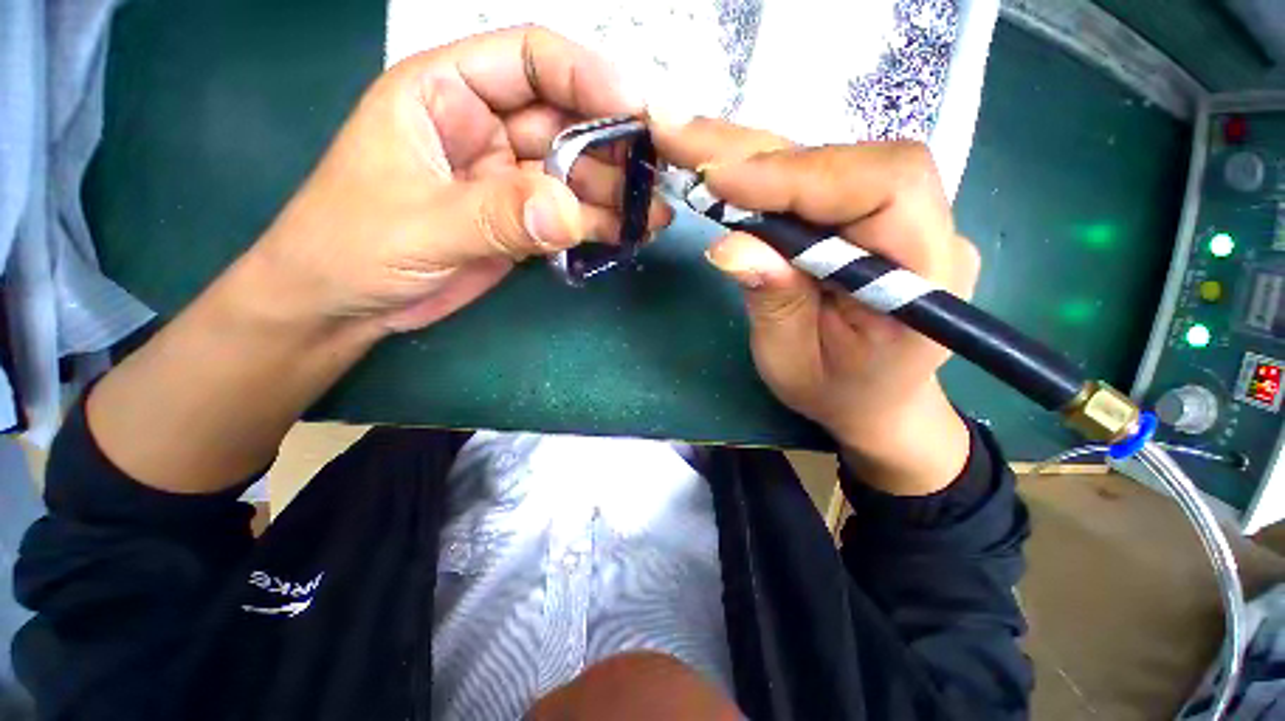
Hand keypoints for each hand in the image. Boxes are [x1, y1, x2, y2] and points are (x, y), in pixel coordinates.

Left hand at [86, 27, 673, 493]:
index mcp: (446, 94)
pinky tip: (629, 233)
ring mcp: (508, 179)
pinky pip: (570, 214)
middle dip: (615, 146)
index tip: (639, 109)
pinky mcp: (522, 222)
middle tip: (657, 176)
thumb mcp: (418, 226)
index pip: (529, 61)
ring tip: (652, 215)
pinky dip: (600, 223)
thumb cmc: (352, 248)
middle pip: (566, 120)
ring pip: (575, 173)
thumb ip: (494, 215)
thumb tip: (566, 213)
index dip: (588, 76)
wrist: (346, 306)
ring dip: (615, 193)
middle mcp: (486, 128)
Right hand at [650, 118, 976, 494]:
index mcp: (926, 277)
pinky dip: (765, 172)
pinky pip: (817, 180)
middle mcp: (928, 230)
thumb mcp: (792, 361)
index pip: (880, 188)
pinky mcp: (869, 217)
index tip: (720, 179)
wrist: (874, 399)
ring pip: (828, 162)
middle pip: (849, 160)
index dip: (797, 176)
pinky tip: (725, 167)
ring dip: (754, 154)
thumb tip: (729, 245)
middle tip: (682, 135)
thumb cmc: (837, 391)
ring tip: (691, 143)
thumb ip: (772, 301)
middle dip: (758, 152)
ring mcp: (903, 217)